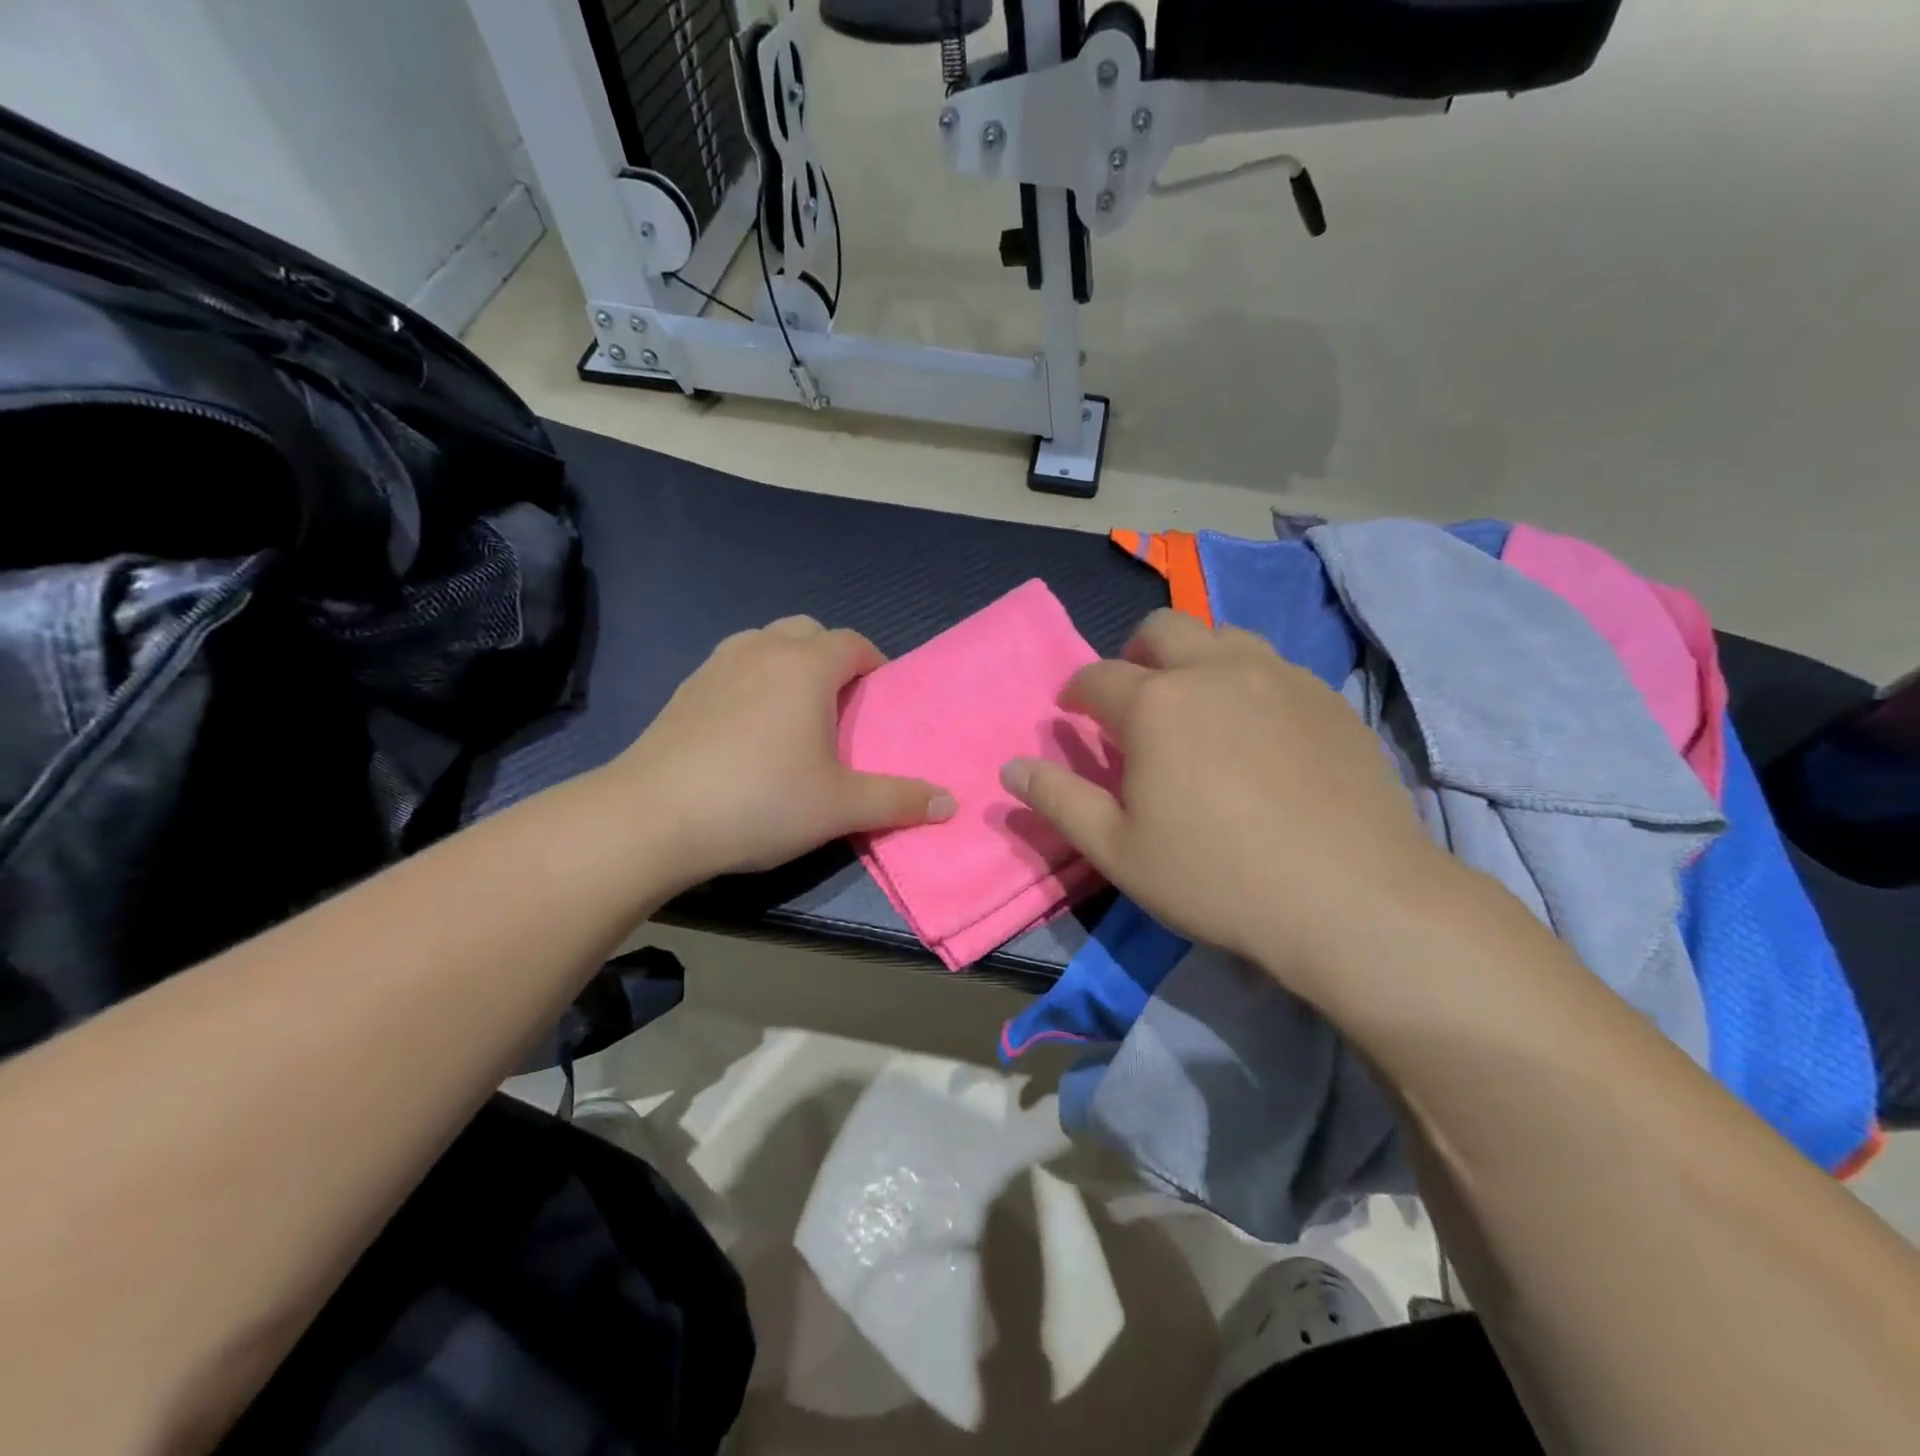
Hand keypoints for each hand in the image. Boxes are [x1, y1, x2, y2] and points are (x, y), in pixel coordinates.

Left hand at [607, 617, 952, 885]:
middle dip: (831, 659)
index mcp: (806, 666)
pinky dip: (751, 682)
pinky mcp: (684, 689)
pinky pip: (732, 668)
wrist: (653, 817)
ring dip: (788, 666)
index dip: (874, 667)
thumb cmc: (761, 801)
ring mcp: (716, 665)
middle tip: (839, 709)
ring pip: (765, 644)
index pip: (854, 644)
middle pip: (809, 632)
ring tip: (793, 716)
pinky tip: (745, 732)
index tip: (878, 703)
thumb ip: (899, 800)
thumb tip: (950, 803)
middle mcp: (762, 650)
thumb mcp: (840, 807)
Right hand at [1000, 610, 1460, 992]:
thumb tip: (1011, 767)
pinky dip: (1246, 679)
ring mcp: (1279, 676)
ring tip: (1196, 705)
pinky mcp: (1327, 697)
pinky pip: (1274, 665)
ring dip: (1195, 657)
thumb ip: (1059, 800)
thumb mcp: (1118, 851)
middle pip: (1162, 629)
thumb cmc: (1217, 877)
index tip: (1073, 714)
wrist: (1352, 898)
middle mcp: (1215, 671)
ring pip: (1224, 635)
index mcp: (1155, 704)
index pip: (1097, 677)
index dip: (1076, 693)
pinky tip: (1258, 729)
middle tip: (1134, 698)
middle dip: (1134, 654)